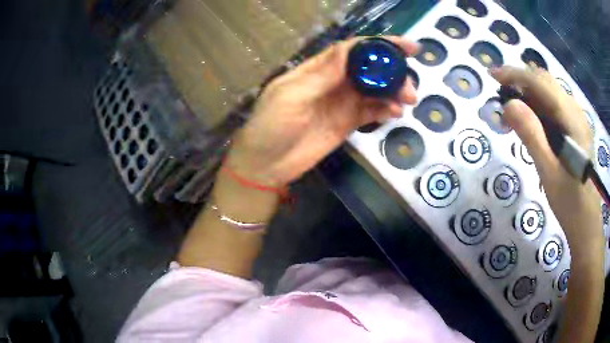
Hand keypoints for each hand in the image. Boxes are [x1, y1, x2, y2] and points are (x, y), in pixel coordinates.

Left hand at [226, 36, 419, 186]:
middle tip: (410, 85)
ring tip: (408, 100)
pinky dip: (385, 110)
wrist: (266, 165)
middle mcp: (333, 81)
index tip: (407, 47)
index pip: (353, 50)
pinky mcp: (347, 123)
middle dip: (392, 72)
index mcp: (318, 69)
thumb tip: (349, 49)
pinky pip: (371, 112)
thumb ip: (322, 74)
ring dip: (393, 92)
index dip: (379, 45)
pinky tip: (395, 113)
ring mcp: (341, 102)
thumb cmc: (271, 125)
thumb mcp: (292, 95)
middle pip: (369, 69)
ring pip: (374, 90)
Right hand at [490, 66, 602, 251]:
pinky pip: (555, 104)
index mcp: (572, 120)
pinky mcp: (576, 127)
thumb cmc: (570, 204)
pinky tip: (533, 122)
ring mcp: (577, 118)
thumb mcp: (549, 173)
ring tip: (515, 113)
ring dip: (529, 93)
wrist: (586, 223)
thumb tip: (508, 105)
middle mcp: (576, 111)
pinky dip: (539, 105)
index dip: (515, 74)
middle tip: (503, 100)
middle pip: (545, 81)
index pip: (541, 83)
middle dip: (521, 82)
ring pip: (550, 91)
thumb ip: (531, 136)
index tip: (493, 76)